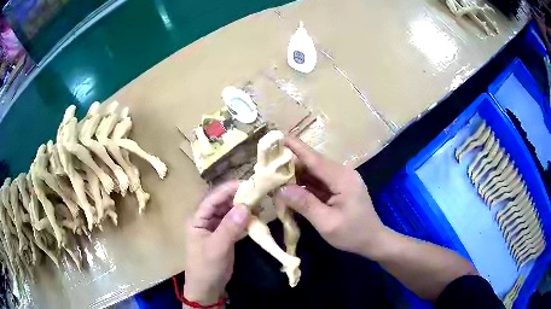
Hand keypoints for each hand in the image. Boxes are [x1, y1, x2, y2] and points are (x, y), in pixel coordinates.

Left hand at [184, 181, 249, 304]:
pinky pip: (236, 222)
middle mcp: (206, 219)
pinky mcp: (225, 235)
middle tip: (259, 193)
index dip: (229, 189)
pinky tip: (257, 217)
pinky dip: (246, 219)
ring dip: (244, 207)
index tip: (248, 184)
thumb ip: (230, 227)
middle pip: (223, 202)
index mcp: (198, 218)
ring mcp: (216, 227)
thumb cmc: (206, 267)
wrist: (207, 288)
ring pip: (230, 211)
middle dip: (239, 197)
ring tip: (260, 204)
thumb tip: (246, 206)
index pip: (213, 198)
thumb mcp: (217, 248)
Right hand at [274, 136, 387, 257]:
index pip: (315, 159)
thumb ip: (305, 205)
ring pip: (314, 173)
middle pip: (312, 164)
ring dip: (295, 175)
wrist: (373, 241)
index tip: (278, 137)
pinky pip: (318, 182)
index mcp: (342, 179)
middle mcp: (342, 174)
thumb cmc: (353, 234)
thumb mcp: (327, 223)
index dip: (295, 147)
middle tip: (267, 166)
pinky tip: (290, 189)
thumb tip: (281, 190)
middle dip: (290, 164)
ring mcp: (341, 181)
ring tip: (274, 177)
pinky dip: (303, 185)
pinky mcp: (339, 188)